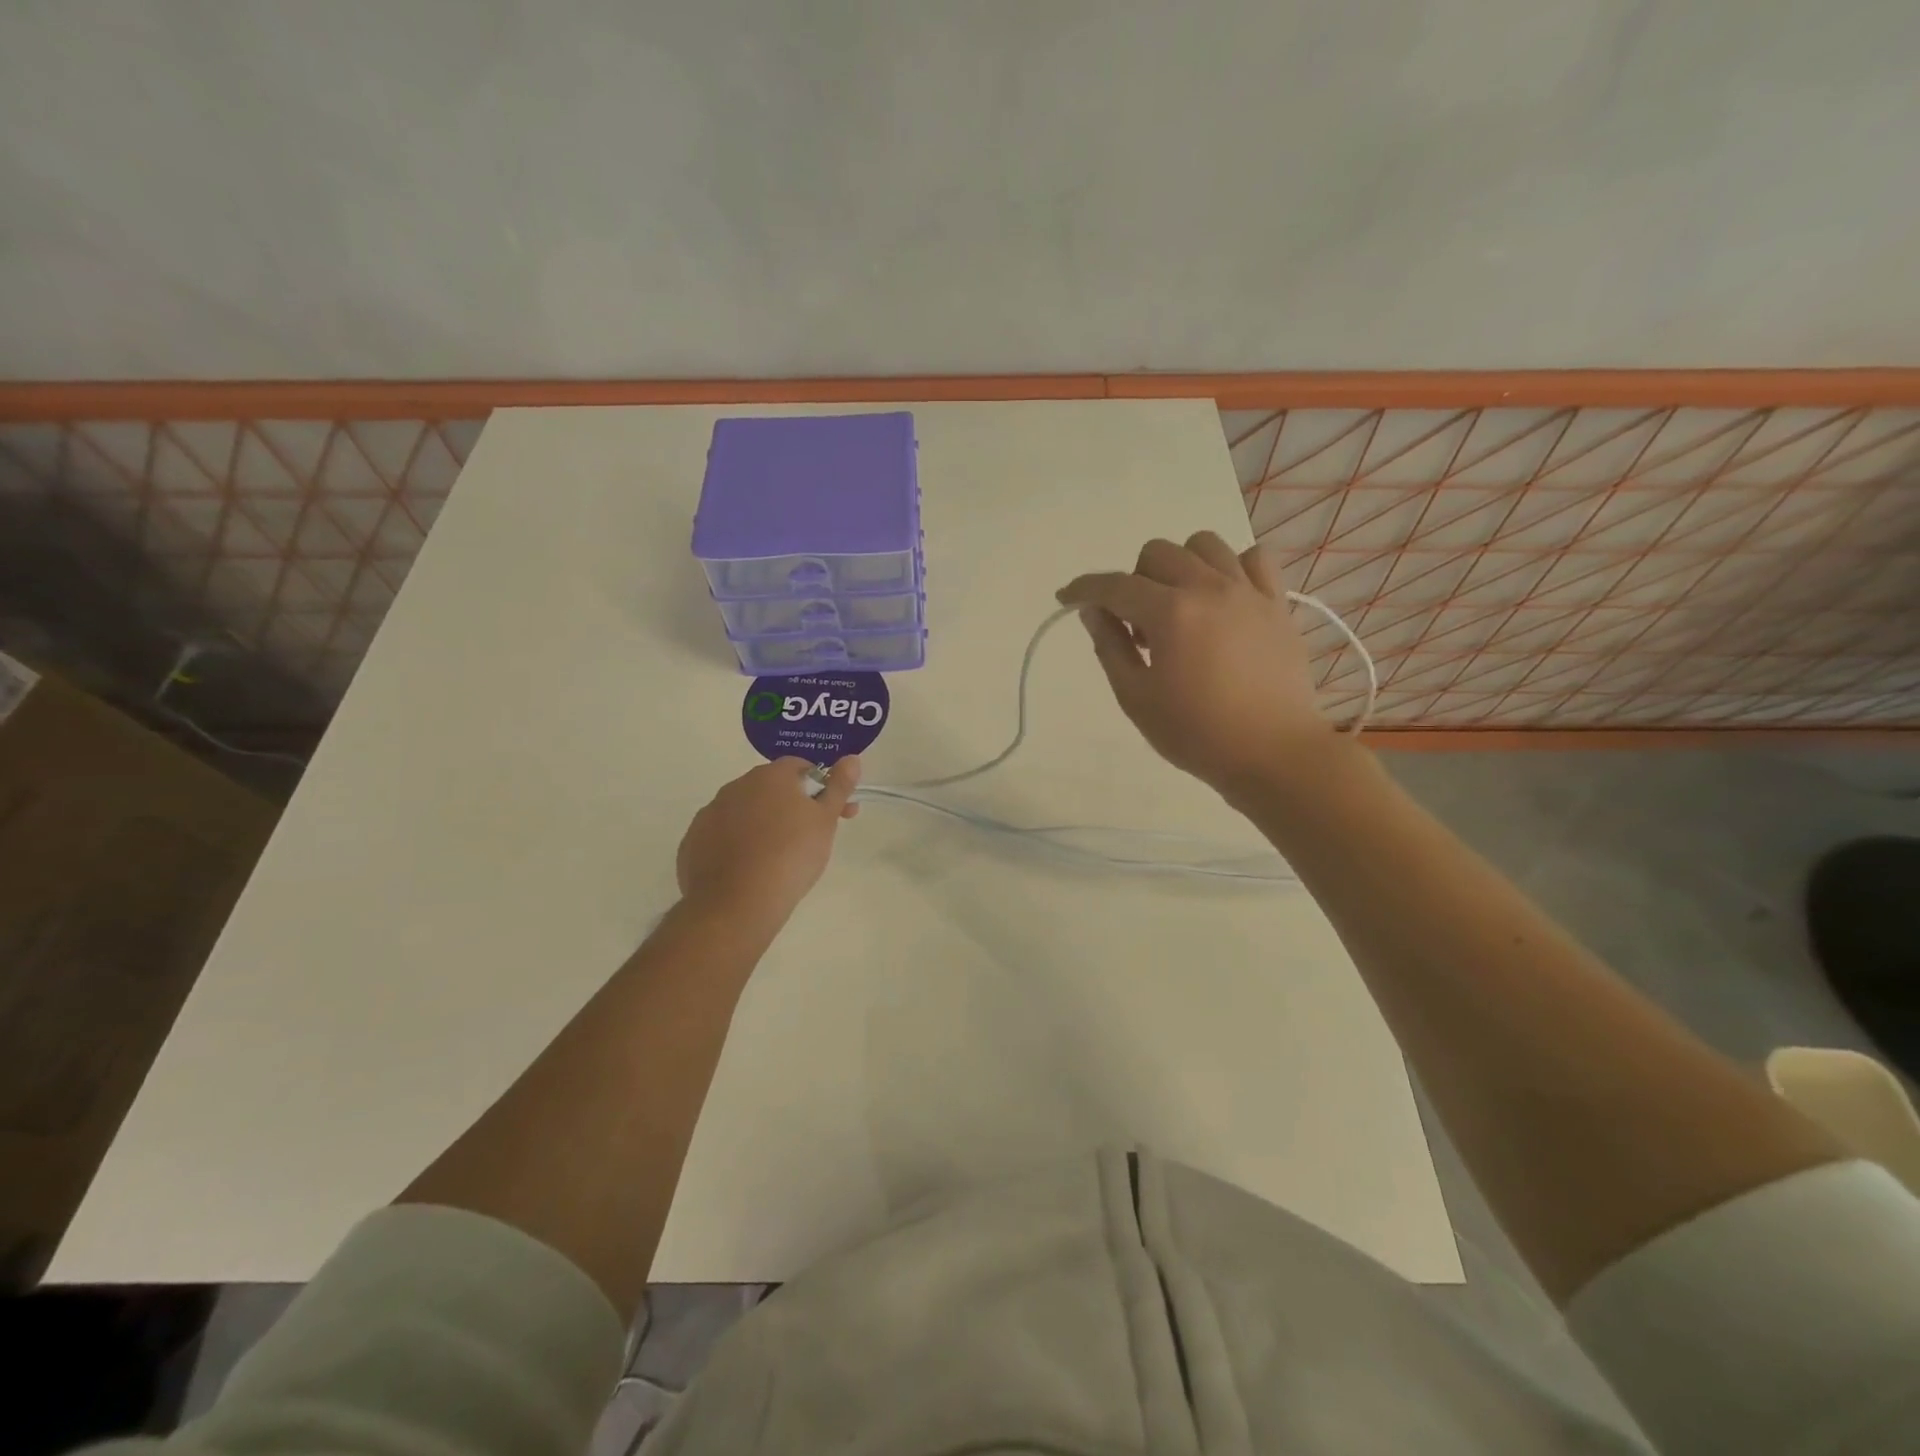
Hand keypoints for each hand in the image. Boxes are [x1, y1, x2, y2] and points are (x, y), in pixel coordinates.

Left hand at [676, 758, 860, 927]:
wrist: (738, 904)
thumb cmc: (791, 856)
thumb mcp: (825, 821)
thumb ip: (839, 786)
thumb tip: (852, 758)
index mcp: (770, 776)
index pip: (800, 767)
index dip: (821, 786)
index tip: (834, 812)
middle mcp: (736, 787)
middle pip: (770, 789)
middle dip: (792, 806)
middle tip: (811, 837)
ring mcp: (709, 815)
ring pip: (744, 812)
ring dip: (762, 824)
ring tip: (778, 858)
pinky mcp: (692, 843)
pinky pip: (721, 837)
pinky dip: (736, 846)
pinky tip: (749, 870)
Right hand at [1057, 533, 1333, 799]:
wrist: (1272, 754)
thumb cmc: (1196, 733)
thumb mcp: (1136, 698)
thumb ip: (1110, 647)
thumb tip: (1094, 611)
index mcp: (1170, 612)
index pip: (1115, 585)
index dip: (1083, 588)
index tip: (1066, 598)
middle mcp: (1209, 588)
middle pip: (1158, 553)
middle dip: (1134, 581)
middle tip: (1137, 626)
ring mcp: (1248, 592)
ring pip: (1205, 545)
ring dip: (1180, 567)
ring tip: (1180, 606)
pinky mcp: (1277, 604)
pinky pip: (1254, 559)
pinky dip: (1232, 568)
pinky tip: (1224, 598)